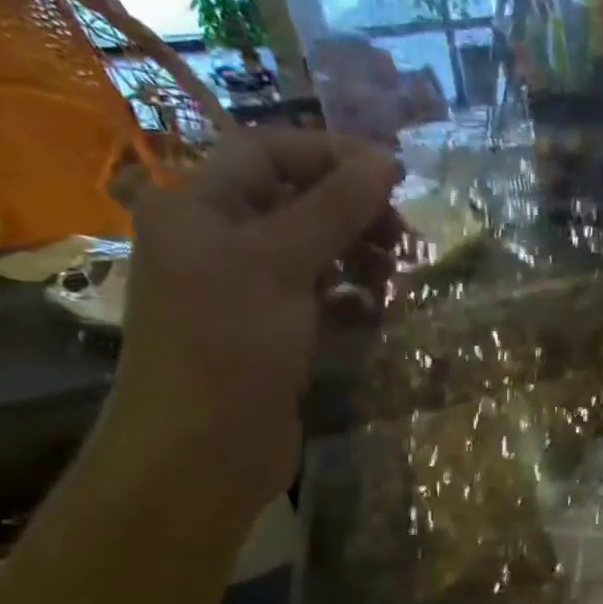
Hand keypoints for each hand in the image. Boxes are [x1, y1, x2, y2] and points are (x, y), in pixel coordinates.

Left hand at [105, 132, 402, 501]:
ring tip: (396, 276)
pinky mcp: (274, 332)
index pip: (267, 152)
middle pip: (296, 201)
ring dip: (359, 255)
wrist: (202, 451)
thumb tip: (386, 160)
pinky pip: (320, 297)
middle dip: (353, 211)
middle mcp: (218, 240)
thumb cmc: (230, 344)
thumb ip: (334, 208)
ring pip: (314, 251)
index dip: (330, 155)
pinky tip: (377, 311)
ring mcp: (247, 290)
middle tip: (404, 235)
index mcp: (198, 207)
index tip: (394, 175)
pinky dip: (351, 297)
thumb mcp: (280, 263)